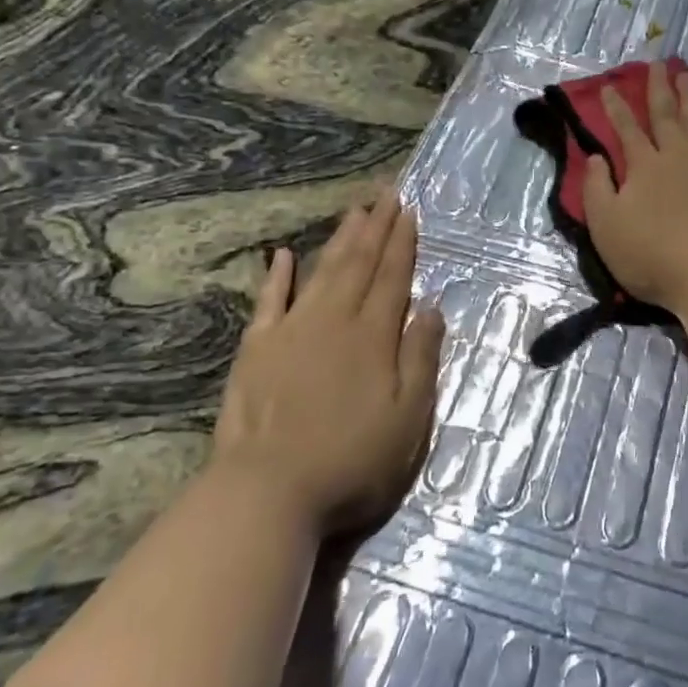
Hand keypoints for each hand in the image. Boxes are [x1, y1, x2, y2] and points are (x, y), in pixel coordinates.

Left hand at [212, 189, 444, 539]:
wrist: (268, 492)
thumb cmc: (351, 460)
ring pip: (321, 272)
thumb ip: (421, 358)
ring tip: (353, 212)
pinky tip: (282, 255)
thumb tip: (431, 308)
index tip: (408, 211)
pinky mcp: (256, 350)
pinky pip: (268, 302)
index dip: (402, 243)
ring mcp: (291, 331)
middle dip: (375, 227)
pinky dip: (276, 277)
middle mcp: (334, 320)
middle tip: (385, 194)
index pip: (393, 276)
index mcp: (373, 335)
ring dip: (339, 240)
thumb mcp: (408, 418)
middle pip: (359, 264)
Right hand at [581, 61, 687, 312]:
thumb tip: (597, 157)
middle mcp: (679, 154)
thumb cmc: (652, 257)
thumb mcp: (606, 227)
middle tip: (656, 64)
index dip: (616, 108)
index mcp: (644, 166)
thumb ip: (597, 189)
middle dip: (658, 88)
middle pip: (666, 114)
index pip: (627, 129)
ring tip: (686, 73)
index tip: (609, 87)